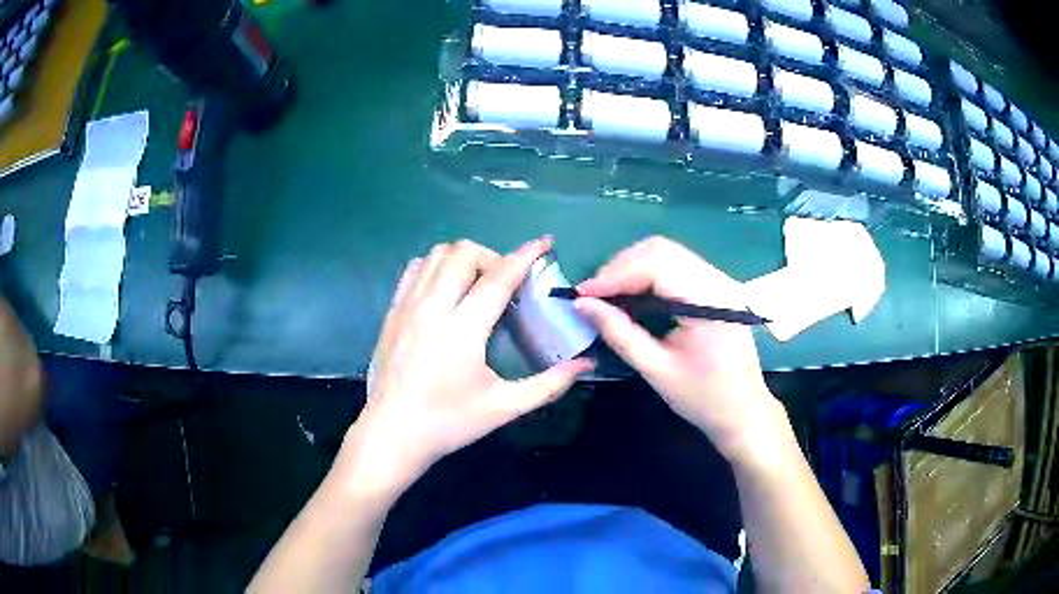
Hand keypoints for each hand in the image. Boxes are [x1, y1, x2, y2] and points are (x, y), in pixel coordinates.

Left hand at [347, 238, 592, 493]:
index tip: (544, 243)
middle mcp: (432, 308)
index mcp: (462, 331)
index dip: (525, 256)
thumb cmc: (449, 423)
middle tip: (506, 283)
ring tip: (477, 284)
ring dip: (463, 259)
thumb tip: (587, 364)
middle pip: (463, 253)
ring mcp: (407, 307)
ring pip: (436, 255)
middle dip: (493, 256)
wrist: (392, 434)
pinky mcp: (392, 312)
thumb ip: (549, 384)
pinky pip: (415, 269)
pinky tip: (447, 291)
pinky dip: (436, 267)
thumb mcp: (504, 407)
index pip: (498, 278)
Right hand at [576, 237, 782, 462]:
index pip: (657, 264)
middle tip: (593, 296)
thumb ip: (619, 333)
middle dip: (620, 267)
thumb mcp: (657, 370)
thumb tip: (581, 305)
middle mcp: (718, 280)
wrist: (745, 412)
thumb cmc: (704, 399)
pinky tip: (632, 295)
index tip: (582, 295)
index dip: (615, 274)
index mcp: (710, 301)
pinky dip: (647, 275)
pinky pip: (676, 266)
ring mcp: (720, 281)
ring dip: (632, 268)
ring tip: (607, 296)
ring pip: (667, 253)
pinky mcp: (716, 287)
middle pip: (661, 250)